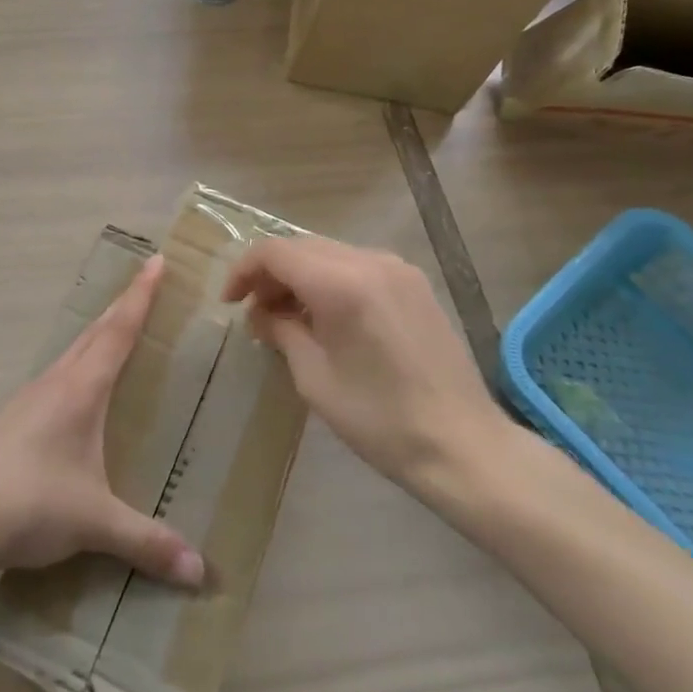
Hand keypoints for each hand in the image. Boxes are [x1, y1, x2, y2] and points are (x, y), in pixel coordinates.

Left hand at [0, 256, 204, 589]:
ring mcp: (22, 400)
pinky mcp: (2, 422)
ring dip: (92, 340)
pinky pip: (46, 384)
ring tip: (109, 340)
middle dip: (120, 308)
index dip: (140, 296)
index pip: (118, 331)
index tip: (155, 261)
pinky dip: (67, 374)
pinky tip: (64, 402)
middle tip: (142, 287)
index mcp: (80, 391)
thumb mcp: (95, 523)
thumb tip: (200, 573)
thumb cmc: (30, 504)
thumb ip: (147, 542)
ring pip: (66, 357)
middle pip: (92, 334)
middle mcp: (52, 384)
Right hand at [222, 237, 513, 502]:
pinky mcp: (414, 283)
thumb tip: (260, 313)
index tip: (229, 302)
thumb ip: (281, 331)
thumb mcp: (314, 378)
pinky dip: (329, 280)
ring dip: (299, 276)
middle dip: (270, 273)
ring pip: (328, 253)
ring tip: (286, 317)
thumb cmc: (380, 419)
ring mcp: (397, 269)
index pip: (275, 252)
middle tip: (254, 312)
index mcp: (342, 283)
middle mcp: (370, 261)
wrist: (462, 444)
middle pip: (301, 247)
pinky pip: (357, 265)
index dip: (243, 270)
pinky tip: (325, 316)